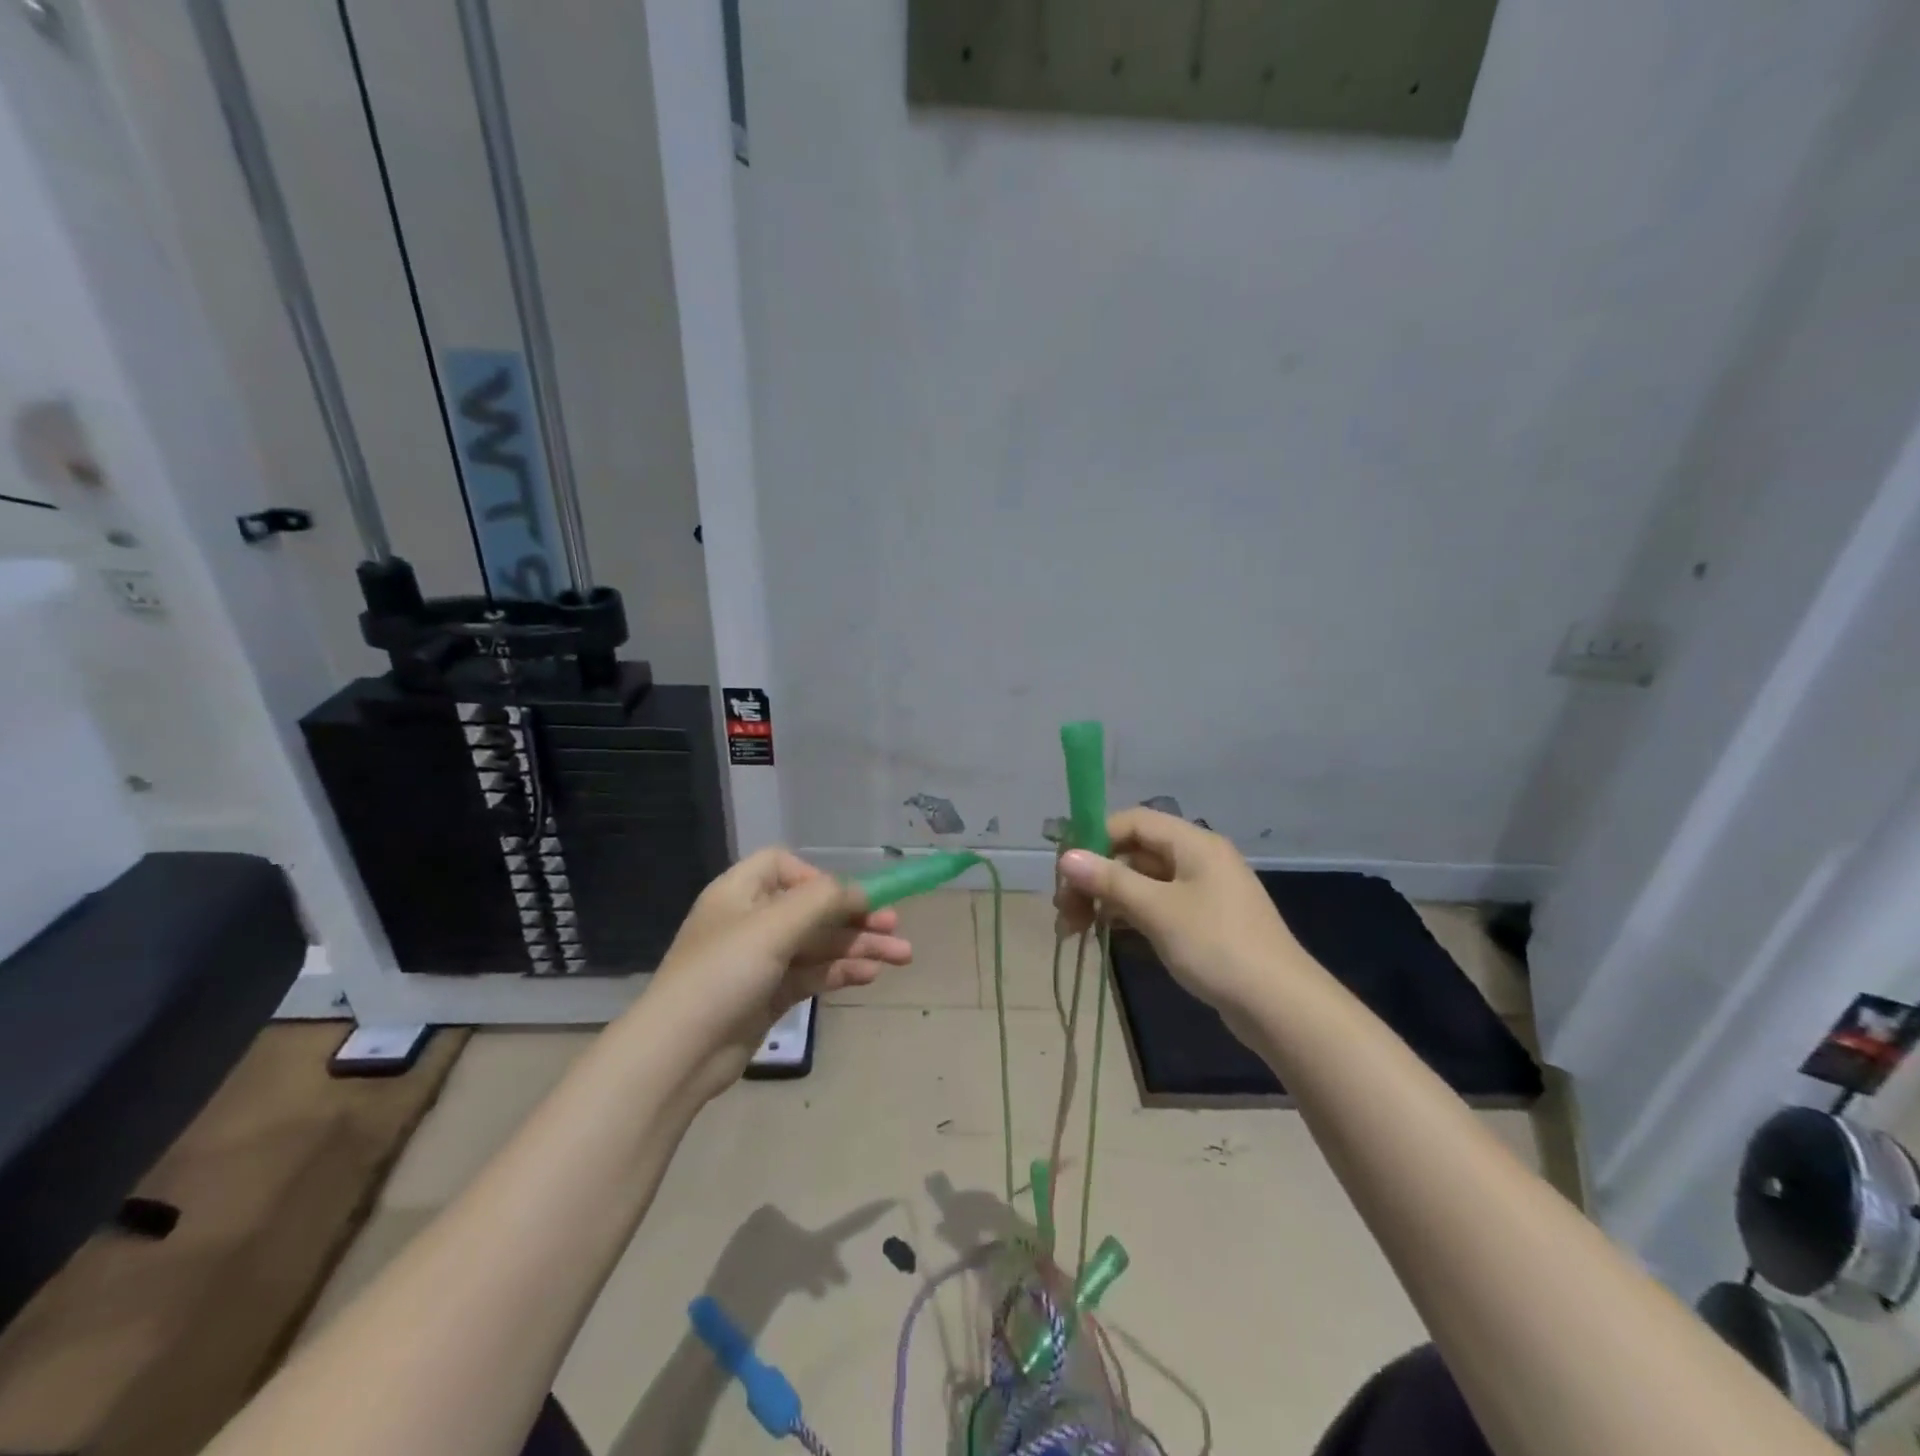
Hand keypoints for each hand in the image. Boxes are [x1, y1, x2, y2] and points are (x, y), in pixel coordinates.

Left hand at [645, 848, 911, 1097]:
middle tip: (896, 927)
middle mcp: (751, 920)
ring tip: (902, 956)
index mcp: (741, 892)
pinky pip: (813, 973)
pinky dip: (841, 971)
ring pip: (819, 944)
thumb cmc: (724, 972)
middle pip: (812, 908)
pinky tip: (871, 975)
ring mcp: (761, 960)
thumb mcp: (775, 925)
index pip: (783, 866)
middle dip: (856, 917)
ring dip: (859, 947)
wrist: (679, 1053)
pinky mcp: (770, 994)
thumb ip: (823, 900)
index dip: (817, 876)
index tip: (844, 898)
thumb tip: (860, 893)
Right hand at [1054, 808, 1309, 1023]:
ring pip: (1141, 882)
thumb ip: (1110, 880)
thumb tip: (1066, 857)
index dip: (1094, 837)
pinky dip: (1126, 916)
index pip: (1132, 821)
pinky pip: (1155, 906)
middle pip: (1133, 852)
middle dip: (1094, 876)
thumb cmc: (1217, 946)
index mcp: (1193, 843)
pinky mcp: (1202, 922)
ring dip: (1105, 899)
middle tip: (1064, 910)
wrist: (1280, 1006)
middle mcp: (1197, 859)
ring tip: (1073, 929)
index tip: (1063, 869)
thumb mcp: (1157, 910)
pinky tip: (1103, 935)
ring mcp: (1201, 892)